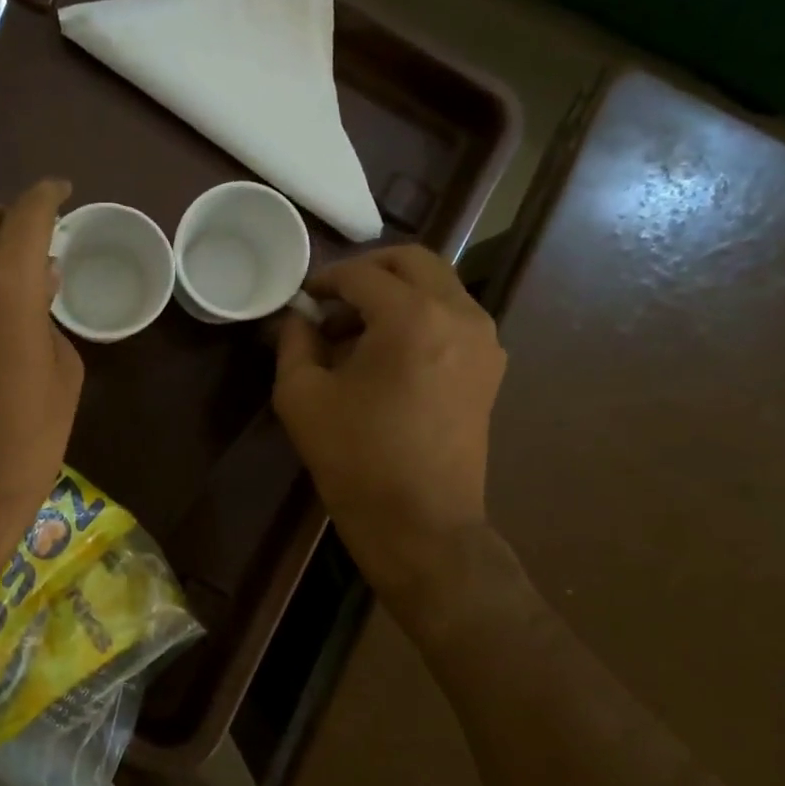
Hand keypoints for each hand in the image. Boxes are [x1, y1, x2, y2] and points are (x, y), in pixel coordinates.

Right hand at [273, 245, 504, 601]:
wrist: (420, 523)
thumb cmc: (354, 459)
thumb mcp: (301, 396)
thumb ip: (294, 342)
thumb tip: (299, 316)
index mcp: (411, 317)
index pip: (362, 275)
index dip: (326, 280)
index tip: (302, 298)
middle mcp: (459, 315)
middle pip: (414, 262)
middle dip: (367, 271)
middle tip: (332, 300)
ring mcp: (484, 340)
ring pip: (437, 287)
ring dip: (395, 294)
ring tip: (355, 333)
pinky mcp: (490, 367)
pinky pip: (453, 317)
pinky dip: (419, 317)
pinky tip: (387, 355)